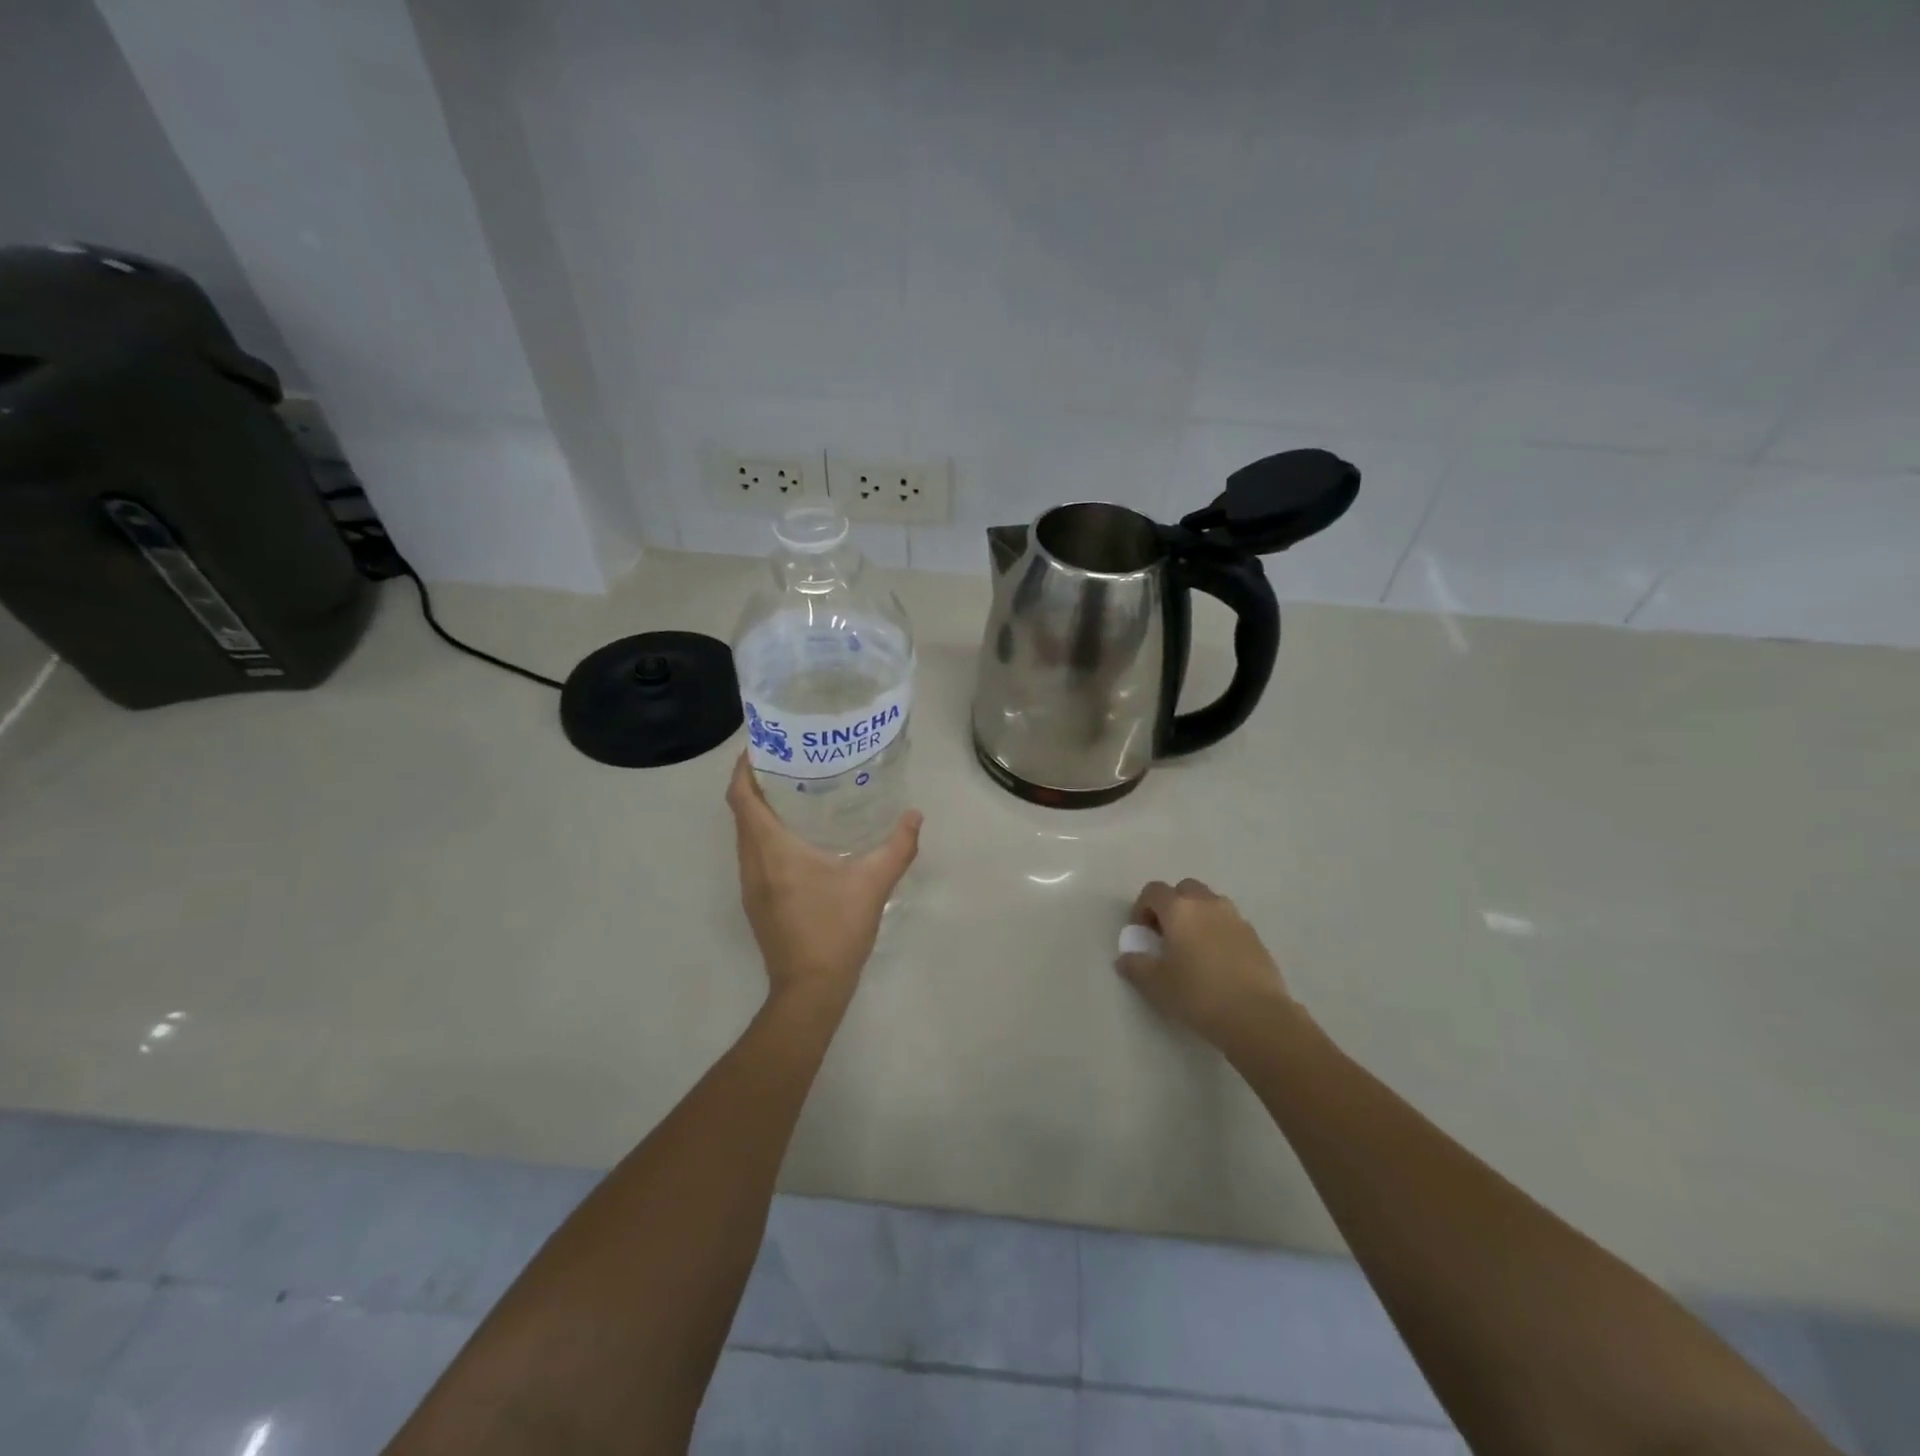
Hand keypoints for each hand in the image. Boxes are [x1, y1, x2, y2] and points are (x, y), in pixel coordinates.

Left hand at [727, 754, 922, 1008]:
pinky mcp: (757, 901)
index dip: (745, 766)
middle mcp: (752, 862)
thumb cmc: (835, 930)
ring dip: (761, 809)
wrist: (810, 990)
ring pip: (746, 834)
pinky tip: (801, 836)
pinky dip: (767, 834)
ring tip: (799, 791)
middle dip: (758, 782)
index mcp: (771, 849)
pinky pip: (754, 854)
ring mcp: (751, 884)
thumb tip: (914, 816)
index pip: (741, 796)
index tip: (765, 744)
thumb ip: (897, 846)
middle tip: (793, 760)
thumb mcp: (873, 883)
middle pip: (741, 811)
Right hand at [1116, 878, 1292, 1044]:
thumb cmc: (1198, 994)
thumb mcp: (1156, 984)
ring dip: (1197, 915)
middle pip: (1184, 889)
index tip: (1141, 932)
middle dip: (1172, 905)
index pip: (1153, 891)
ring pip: (1210, 902)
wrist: (1256, 1016)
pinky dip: (1218, 931)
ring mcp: (1235, 918)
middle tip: (1167, 934)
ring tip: (1193, 947)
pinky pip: (1229, 922)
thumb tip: (1126, 958)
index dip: (1142, 907)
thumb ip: (1136, 966)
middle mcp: (1207, 904)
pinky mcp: (1255, 936)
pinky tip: (1217, 961)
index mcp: (1179, 909)